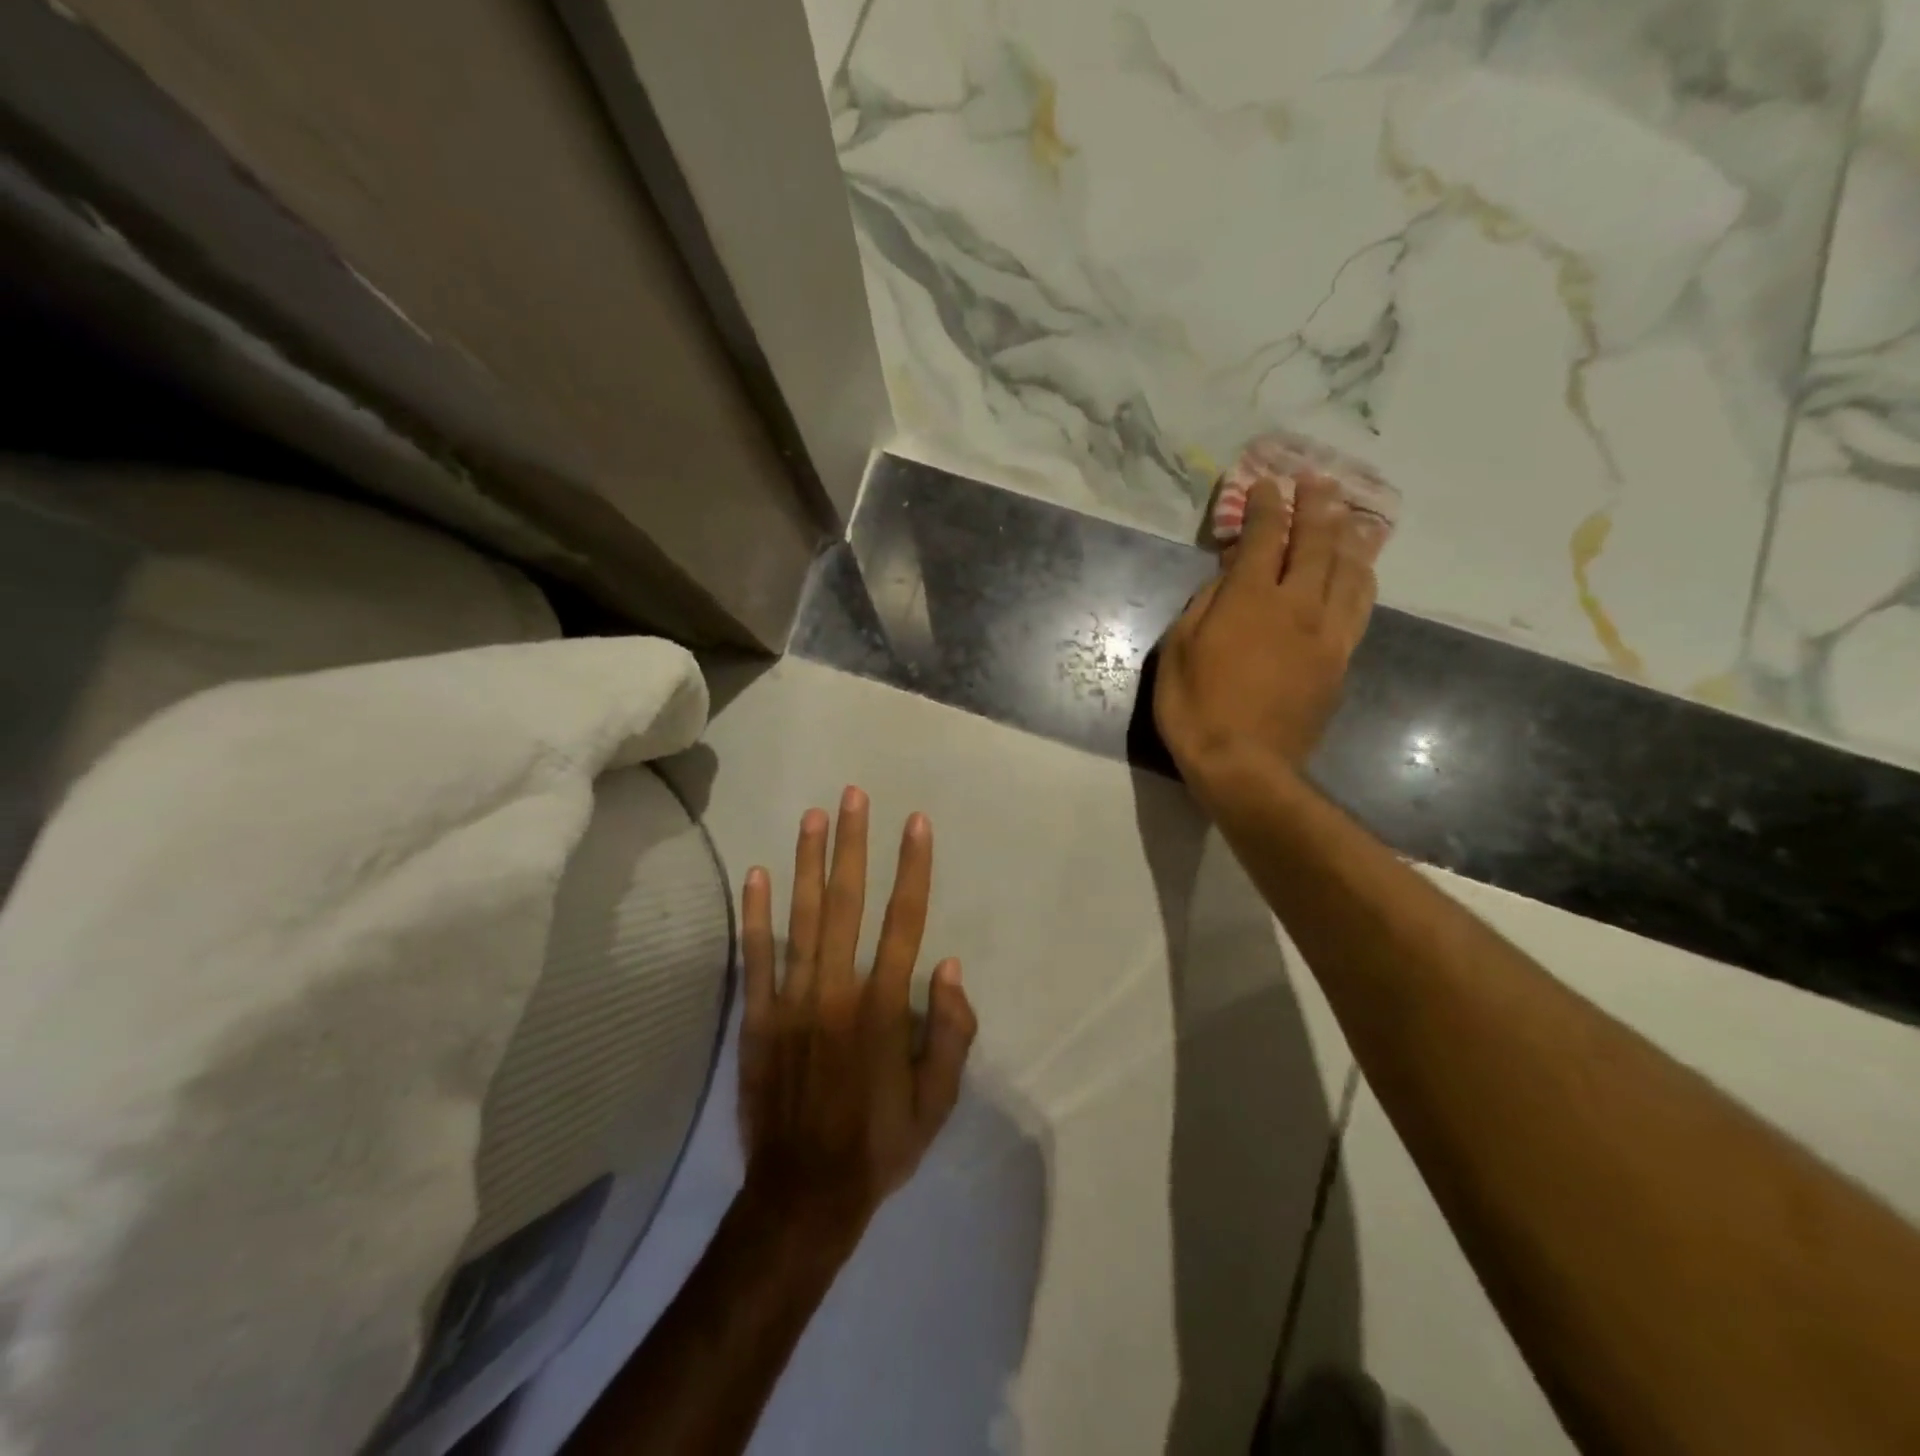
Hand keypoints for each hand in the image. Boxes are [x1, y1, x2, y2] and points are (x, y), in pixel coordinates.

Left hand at [737, 788, 976, 1247]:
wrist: (803, 1195)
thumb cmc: (880, 1145)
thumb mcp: (937, 1101)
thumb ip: (950, 1031)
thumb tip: (947, 965)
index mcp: (883, 1008)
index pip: (904, 921)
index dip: (912, 869)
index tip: (915, 824)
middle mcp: (837, 990)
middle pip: (848, 903)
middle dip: (853, 845)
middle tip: (854, 796)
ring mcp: (792, 1001)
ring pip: (802, 918)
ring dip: (809, 863)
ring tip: (813, 816)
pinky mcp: (758, 1018)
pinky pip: (756, 957)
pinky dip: (757, 914)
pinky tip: (758, 874)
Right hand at [1154, 474, 1383, 795]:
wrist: (1245, 766)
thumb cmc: (1196, 708)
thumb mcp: (1177, 651)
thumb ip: (1203, 605)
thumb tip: (1227, 579)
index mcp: (1250, 599)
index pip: (1263, 537)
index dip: (1266, 506)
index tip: (1267, 483)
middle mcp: (1296, 605)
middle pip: (1316, 543)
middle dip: (1317, 505)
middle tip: (1319, 479)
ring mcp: (1325, 634)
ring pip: (1348, 572)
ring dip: (1349, 537)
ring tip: (1351, 516)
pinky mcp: (1339, 661)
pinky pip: (1358, 609)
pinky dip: (1360, 581)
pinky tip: (1361, 571)